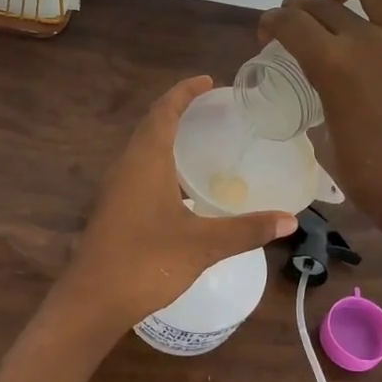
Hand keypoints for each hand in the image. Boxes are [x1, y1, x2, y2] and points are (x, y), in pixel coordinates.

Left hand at [57, 76, 297, 333]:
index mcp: (145, 160)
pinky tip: (183, 187)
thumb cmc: (146, 262)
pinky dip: (162, 163)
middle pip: (151, 125)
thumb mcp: (203, 244)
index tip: (209, 81)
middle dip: (179, 111)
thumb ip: (246, 230)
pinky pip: (139, 171)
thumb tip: (289, 220)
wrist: (93, 301)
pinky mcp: (113, 209)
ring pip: (143, 149)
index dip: (185, 91)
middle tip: (214, 109)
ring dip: (168, 137)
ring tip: (202, 142)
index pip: (164, 110)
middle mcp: (126, 166)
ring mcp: (115, 188)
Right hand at [258, 0, 381, 245]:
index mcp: (332, 64)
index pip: (290, 24)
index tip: (265, 34)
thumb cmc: (370, 176)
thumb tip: (325, 98)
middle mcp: (366, 41)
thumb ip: (323, 107)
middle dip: (298, 7)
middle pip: (323, 6)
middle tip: (291, 23)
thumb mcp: (327, 140)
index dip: (270, 22)